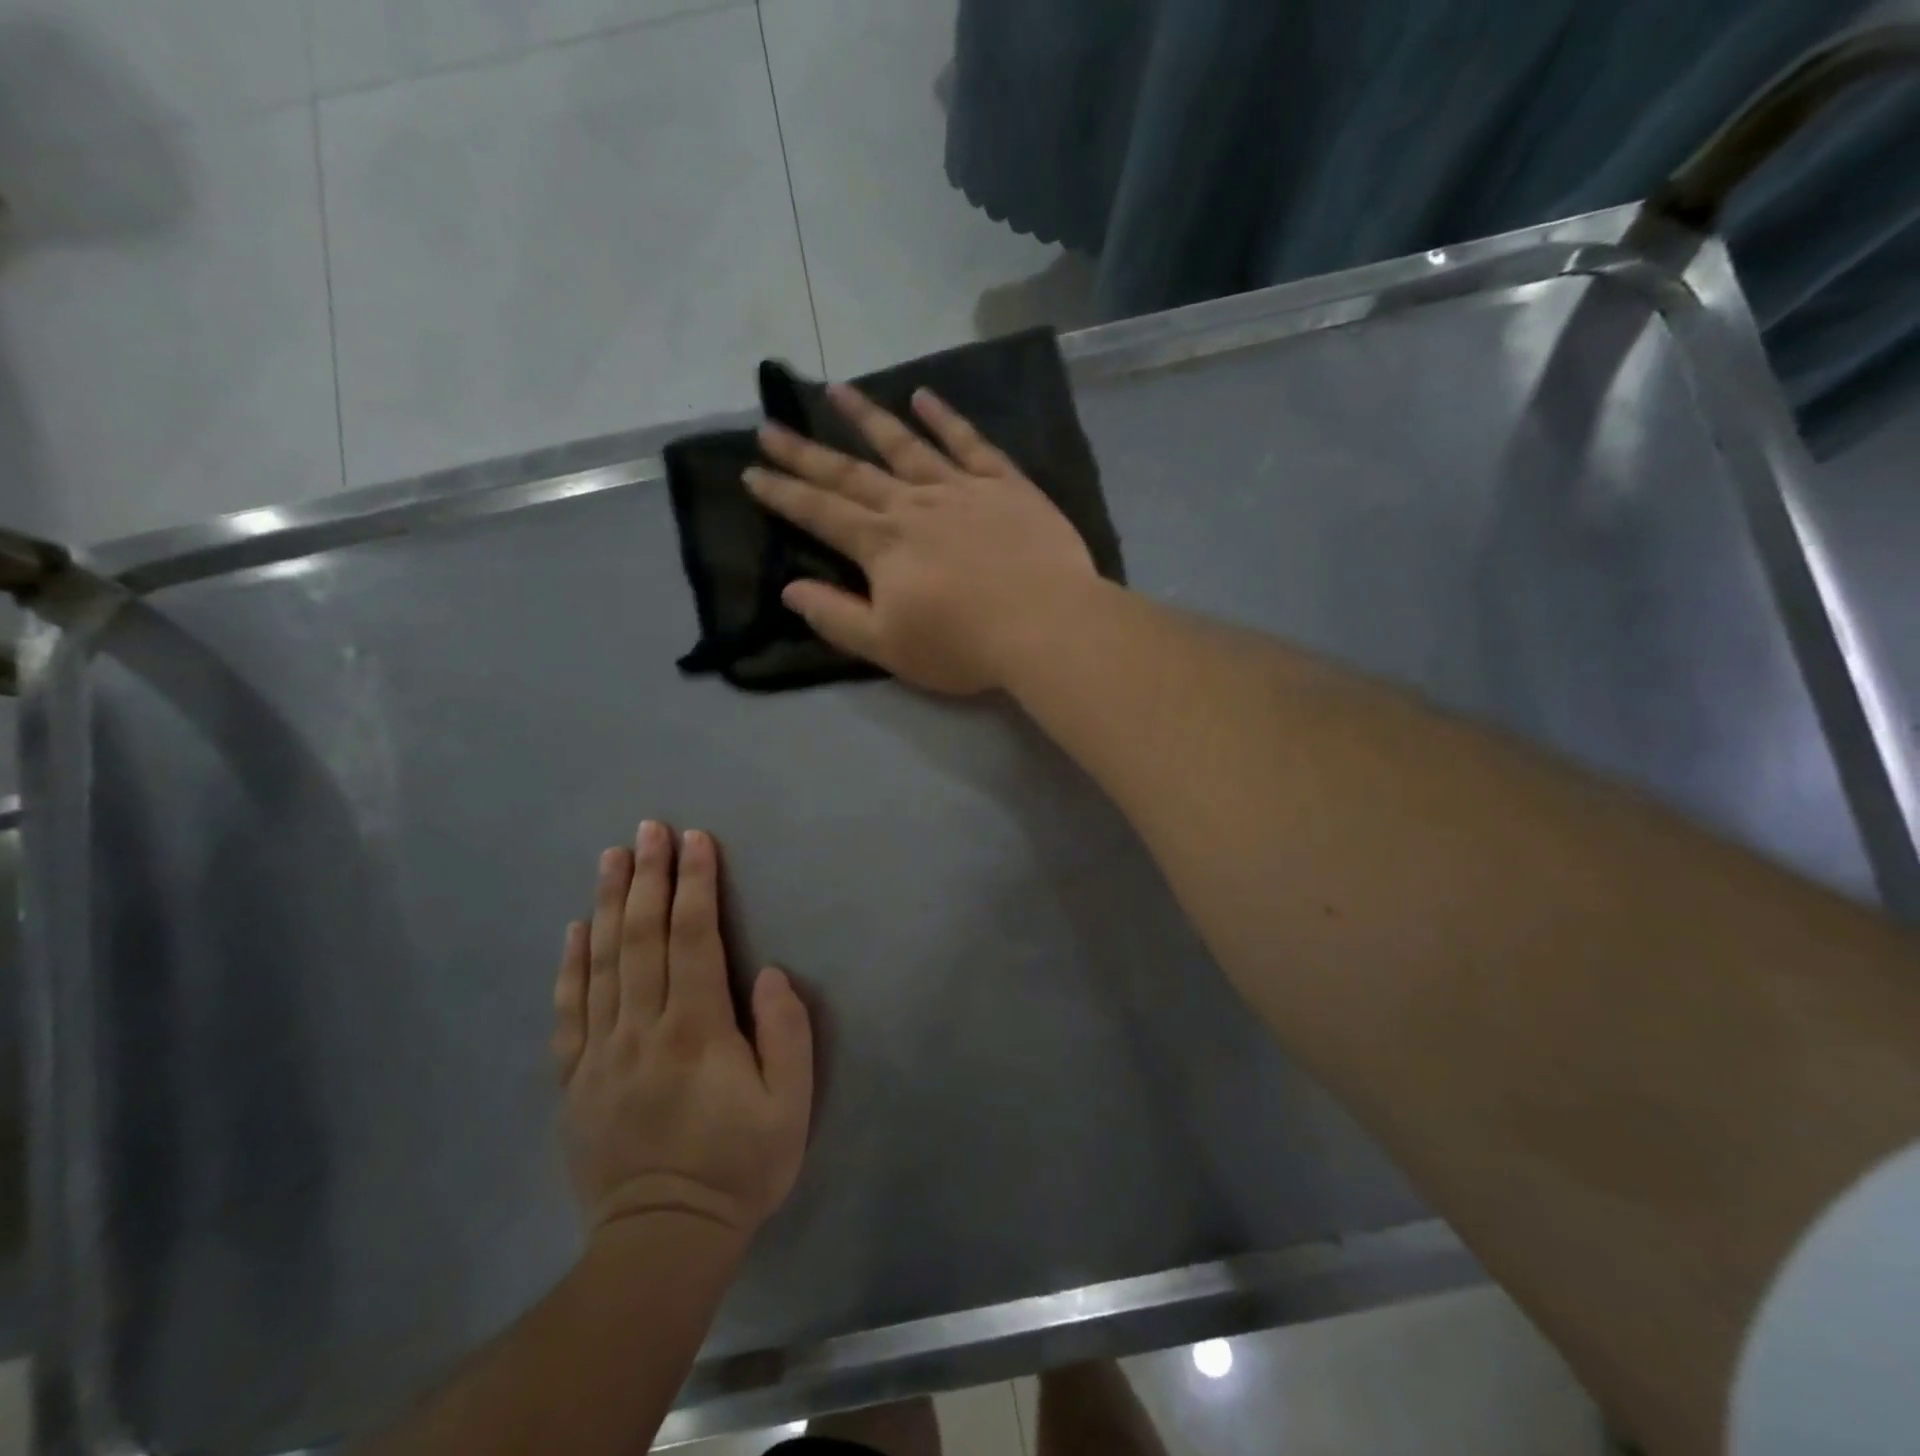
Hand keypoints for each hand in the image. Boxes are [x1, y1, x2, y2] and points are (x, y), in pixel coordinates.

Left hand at [552, 823, 812, 1242]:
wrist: (663, 1241)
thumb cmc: (739, 1166)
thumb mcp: (790, 1105)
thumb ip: (785, 1033)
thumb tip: (768, 972)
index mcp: (696, 1030)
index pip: (694, 938)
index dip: (696, 884)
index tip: (695, 840)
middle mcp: (643, 1029)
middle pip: (644, 937)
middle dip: (649, 877)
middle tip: (649, 828)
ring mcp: (601, 1053)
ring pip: (603, 962)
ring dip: (610, 904)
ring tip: (612, 858)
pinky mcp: (575, 1080)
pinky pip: (569, 1011)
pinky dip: (571, 965)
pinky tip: (575, 929)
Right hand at [743, 385, 1098, 695]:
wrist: (1046, 625)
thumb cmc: (963, 645)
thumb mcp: (887, 646)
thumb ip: (835, 617)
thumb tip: (790, 590)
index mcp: (882, 545)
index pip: (821, 513)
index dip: (784, 494)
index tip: (751, 472)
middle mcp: (913, 505)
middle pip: (851, 473)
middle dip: (807, 452)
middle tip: (770, 425)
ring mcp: (960, 489)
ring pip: (904, 444)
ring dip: (866, 417)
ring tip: (835, 389)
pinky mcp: (1005, 486)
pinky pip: (970, 443)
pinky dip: (945, 418)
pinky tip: (923, 397)